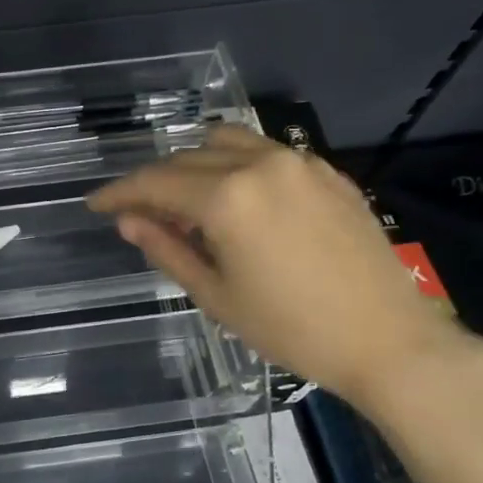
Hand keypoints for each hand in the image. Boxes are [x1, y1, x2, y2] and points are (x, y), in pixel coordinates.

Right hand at [87, 125, 480, 412]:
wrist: (386, 339)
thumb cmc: (290, 328)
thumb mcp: (215, 295)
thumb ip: (167, 249)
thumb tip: (129, 221)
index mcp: (226, 199)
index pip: (154, 183)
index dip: (119, 193)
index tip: (96, 205)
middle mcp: (259, 165)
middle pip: (187, 158)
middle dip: (154, 182)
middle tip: (138, 213)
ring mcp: (299, 162)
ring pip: (227, 144)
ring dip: (195, 165)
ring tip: (186, 201)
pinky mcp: (327, 172)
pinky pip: (266, 152)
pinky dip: (236, 166)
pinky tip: (237, 199)